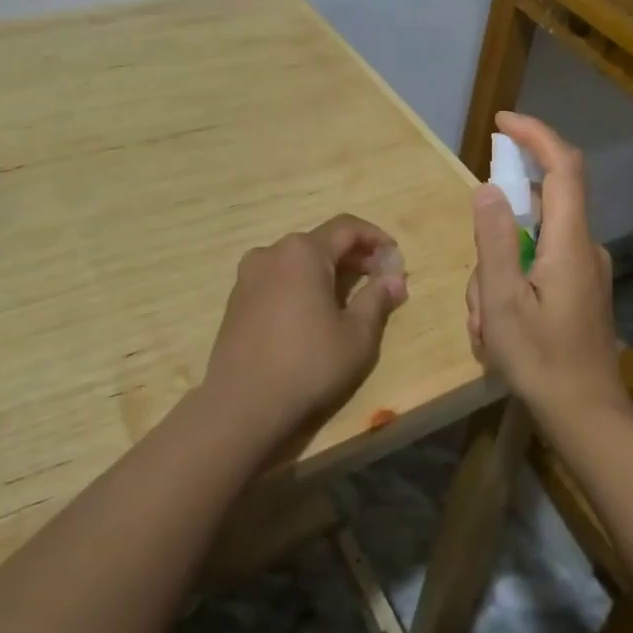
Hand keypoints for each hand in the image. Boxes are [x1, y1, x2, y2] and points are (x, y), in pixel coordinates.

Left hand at [203, 215, 407, 446]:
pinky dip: (301, 284)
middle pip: (321, 242)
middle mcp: (272, 252)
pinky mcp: (236, 299)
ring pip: (297, 260)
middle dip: (353, 256)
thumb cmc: (308, 365)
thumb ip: (378, 299)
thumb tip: (396, 278)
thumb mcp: (357, 336)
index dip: (375, 238)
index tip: (395, 257)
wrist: (241, 405)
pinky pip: (278, 278)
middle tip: (378, 279)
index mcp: (303, 252)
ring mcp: (248, 275)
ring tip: (348, 297)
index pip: (347, 227)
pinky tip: (313, 313)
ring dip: (326, 270)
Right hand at [465, 113, 624, 421]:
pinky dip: (510, 287)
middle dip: (495, 239)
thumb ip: (495, 240)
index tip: (502, 122)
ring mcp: (584, 270)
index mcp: (570, 242)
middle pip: (536, 210)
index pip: (563, 166)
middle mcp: (584, 247)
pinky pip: (537, 268)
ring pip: (529, 246)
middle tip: (477, 293)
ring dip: (497, 274)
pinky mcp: (580, 289)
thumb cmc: (541, 360)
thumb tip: (489, 188)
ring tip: (484, 326)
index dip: (535, 135)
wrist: (587, 417)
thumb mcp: (502, 301)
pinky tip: (496, 330)